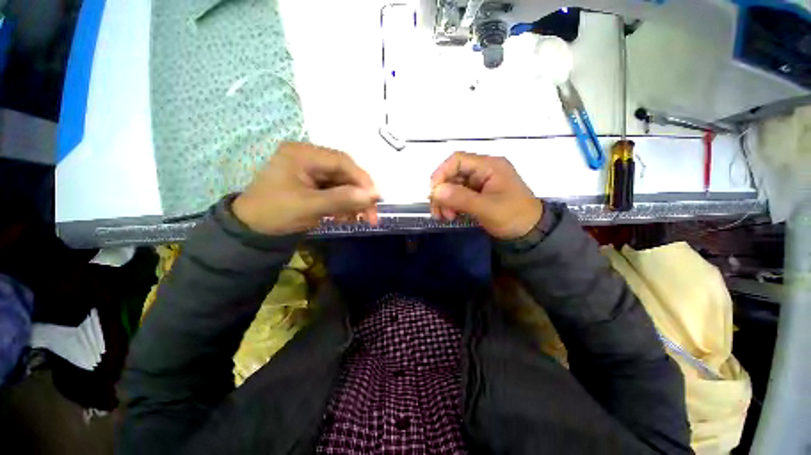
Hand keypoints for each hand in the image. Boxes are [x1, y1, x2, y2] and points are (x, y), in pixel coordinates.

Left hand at [232, 142, 379, 234]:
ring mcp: (312, 171)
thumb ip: (342, 199)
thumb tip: (374, 195)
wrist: (251, 230)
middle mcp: (309, 158)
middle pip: (344, 173)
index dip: (362, 179)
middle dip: (360, 194)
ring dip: (354, 202)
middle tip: (372, 214)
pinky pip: (336, 191)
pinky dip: (344, 205)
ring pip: (343, 184)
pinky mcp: (314, 184)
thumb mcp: (309, 206)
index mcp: (303, 154)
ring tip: (363, 219)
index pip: (341, 161)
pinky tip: (348, 217)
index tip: (376, 198)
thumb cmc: (275, 213)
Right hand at [430, 152, 541, 239]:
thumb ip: (461, 198)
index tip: (433, 193)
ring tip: (445, 217)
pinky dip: (451, 204)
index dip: (441, 174)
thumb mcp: (487, 208)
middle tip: (439, 213)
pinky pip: (458, 194)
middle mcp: (483, 170)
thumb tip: (435, 191)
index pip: (457, 160)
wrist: (531, 232)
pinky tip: (451, 215)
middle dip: (442, 193)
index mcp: (489, 166)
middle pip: (452, 174)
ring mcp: (480, 182)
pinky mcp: (478, 193)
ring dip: (445, 201)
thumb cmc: (513, 217)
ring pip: (453, 185)